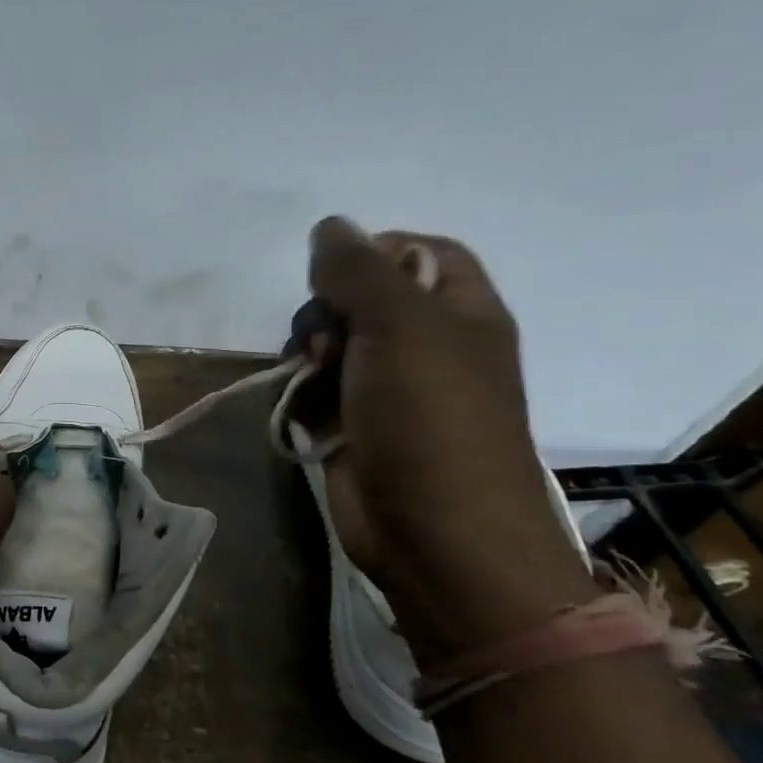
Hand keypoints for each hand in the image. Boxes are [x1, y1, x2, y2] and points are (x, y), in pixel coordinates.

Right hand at [305, 218, 594, 660]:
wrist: (436, 538)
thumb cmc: (431, 420)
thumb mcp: (398, 326)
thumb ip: (358, 269)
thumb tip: (328, 225)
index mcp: (461, 312)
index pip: (420, 252)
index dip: (375, 251)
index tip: (336, 274)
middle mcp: (427, 346)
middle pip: (362, 297)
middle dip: (327, 310)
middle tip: (324, 339)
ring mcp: (389, 391)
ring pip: (331, 344)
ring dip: (308, 354)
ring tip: (309, 379)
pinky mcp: (356, 428)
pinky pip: (317, 390)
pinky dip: (303, 395)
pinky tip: (302, 412)